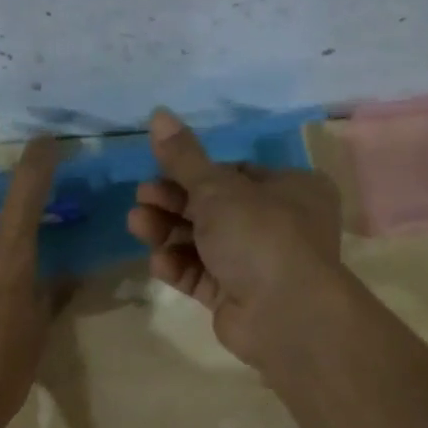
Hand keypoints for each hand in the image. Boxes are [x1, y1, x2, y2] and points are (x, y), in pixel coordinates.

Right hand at [126, 109, 342, 366]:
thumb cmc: (259, 234)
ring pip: (204, 242)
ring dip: (169, 233)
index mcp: (290, 188)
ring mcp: (258, 264)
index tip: (159, 172)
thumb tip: (158, 113)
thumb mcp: (217, 188)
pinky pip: (203, 275)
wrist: (286, 314)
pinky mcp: (238, 297)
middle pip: (214, 208)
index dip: (194, 173)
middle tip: (141, 199)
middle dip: (173, 203)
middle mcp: (279, 224)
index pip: (235, 173)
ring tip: (137, 225)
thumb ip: (183, 157)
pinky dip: (180, 267)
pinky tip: (159, 262)